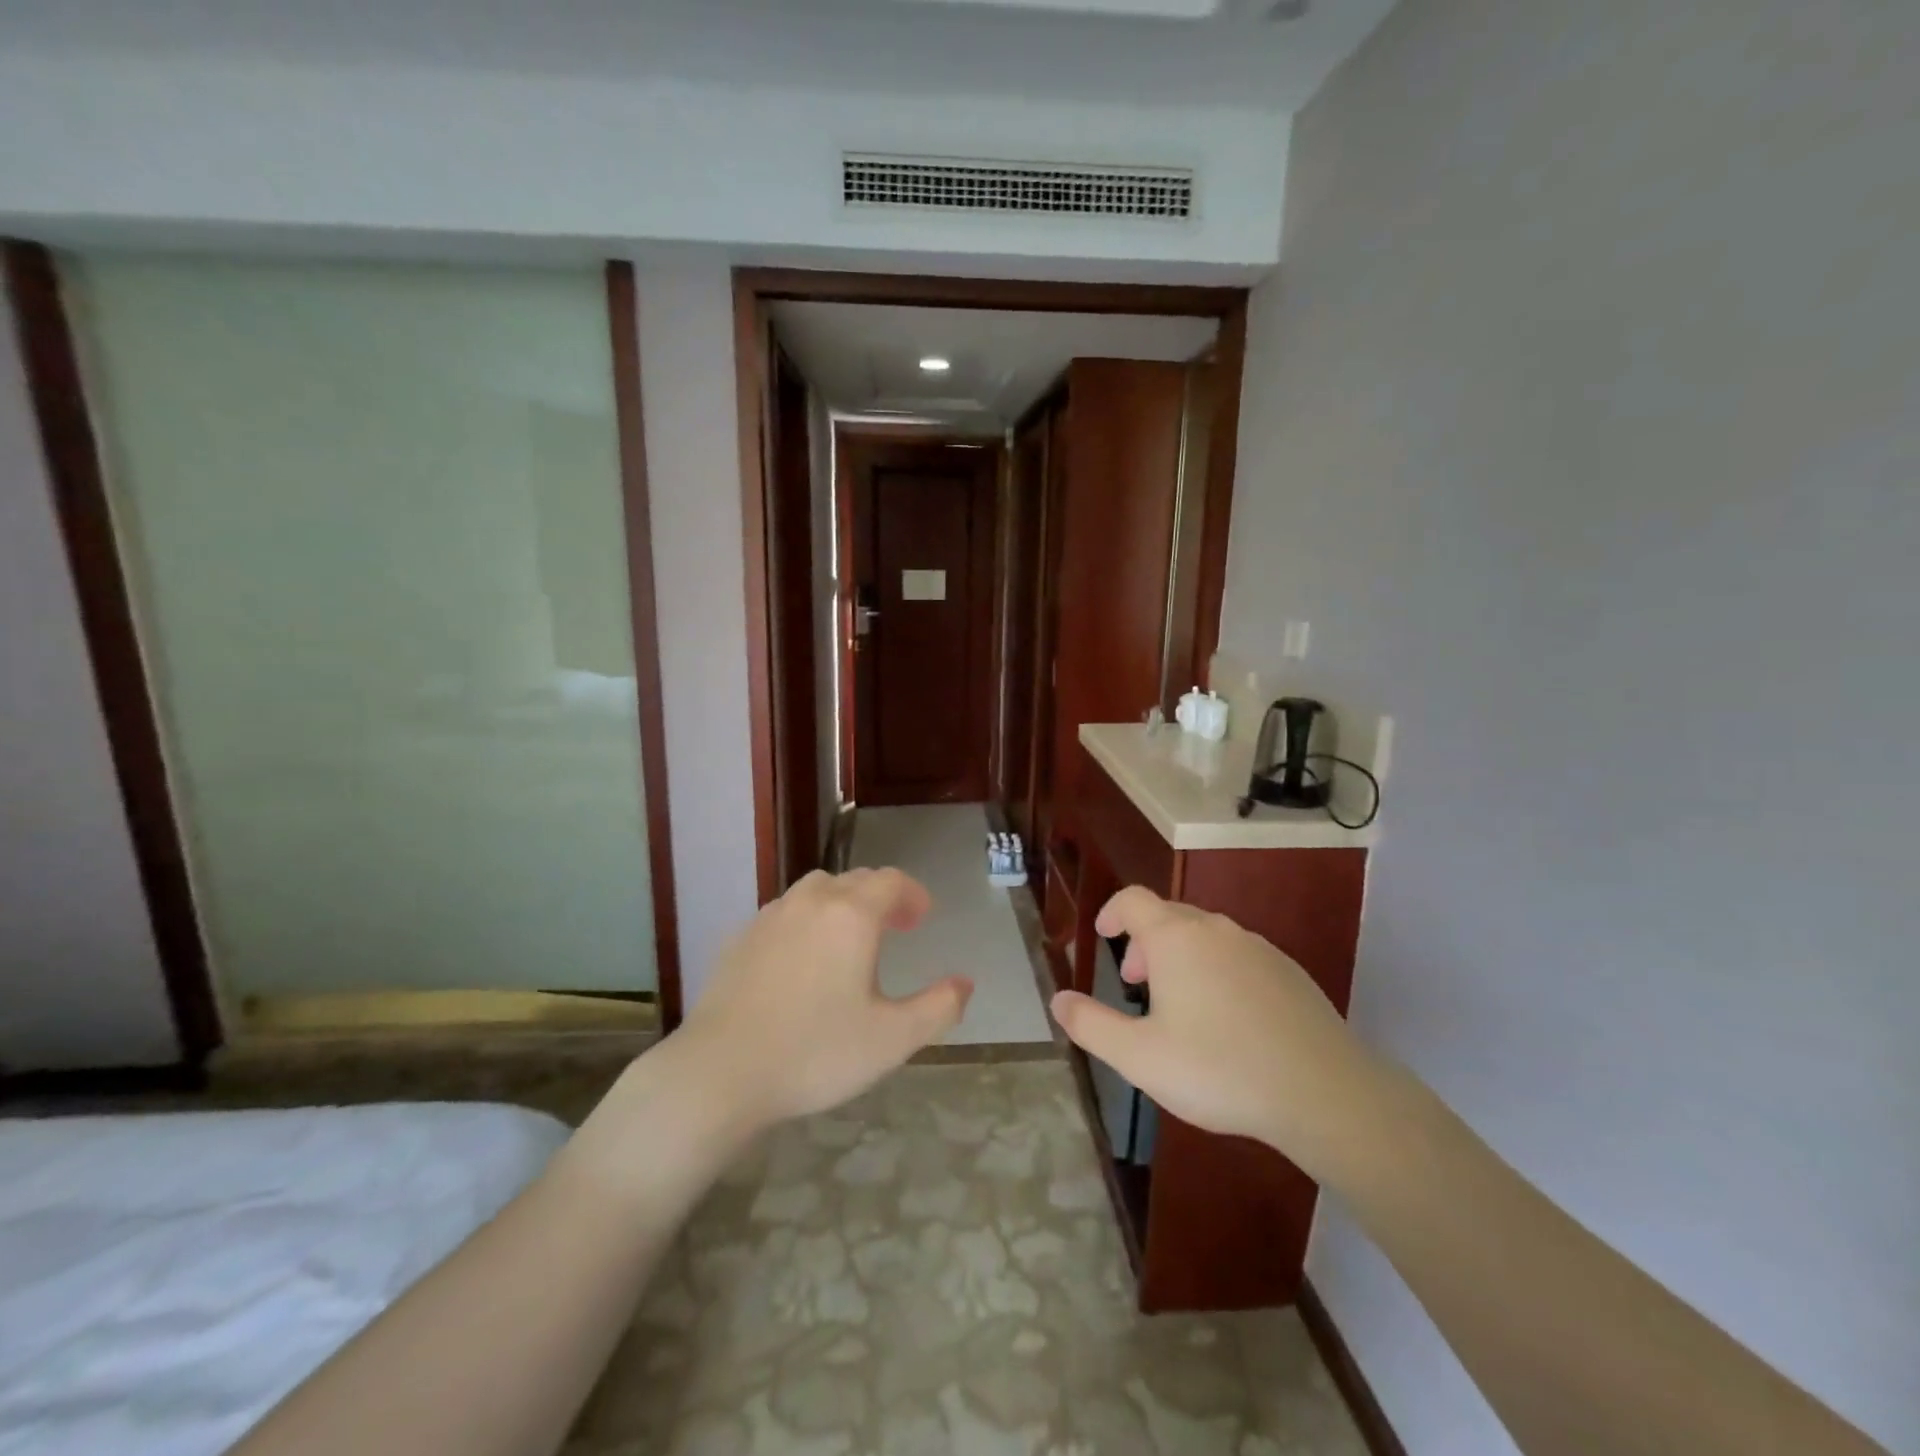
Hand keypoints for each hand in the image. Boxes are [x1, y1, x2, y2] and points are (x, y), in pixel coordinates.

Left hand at [675, 868, 973, 1133]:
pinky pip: (785, 913)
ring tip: (850, 940)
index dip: (912, 894)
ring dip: (842, 904)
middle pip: (854, 880)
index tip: (922, 918)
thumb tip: (965, 983)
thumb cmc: (815, 1052)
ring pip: (816, 892)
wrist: (720, 1072)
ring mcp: (770, 917)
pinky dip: (806, 922)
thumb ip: (939, 1007)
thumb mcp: (892, 1039)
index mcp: (851, 915)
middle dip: (881, 897)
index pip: (891, 881)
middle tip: (896, 927)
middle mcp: (811, 902)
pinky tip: (803, 961)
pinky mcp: (739, 938)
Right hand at [1049, 886, 1377, 1177]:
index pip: (1133, 900)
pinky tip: (1226, 1019)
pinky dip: (1217, 971)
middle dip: (1144, 941)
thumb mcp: (1139, 1057)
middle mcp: (1216, 929)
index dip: (1112, 911)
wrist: (1323, 1092)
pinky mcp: (1289, 971)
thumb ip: (1091, 1025)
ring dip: (1180, 957)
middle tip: (1136, 983)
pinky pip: (1238, 956)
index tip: (1103, 935)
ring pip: (1205, 936)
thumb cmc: (1218, 1069)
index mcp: (1175, 938)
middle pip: (1169, 915)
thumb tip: (1058, 1000)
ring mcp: (1257, 947)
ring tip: (1178, 1005)